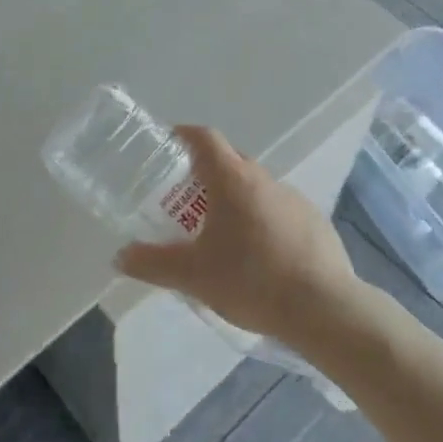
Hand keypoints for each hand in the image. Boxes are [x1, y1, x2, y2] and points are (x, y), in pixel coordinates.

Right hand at [116, 125, 358, 348]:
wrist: (323, 307)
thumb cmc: (250, 279)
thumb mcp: (192, 275)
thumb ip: (152, 264)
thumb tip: (120, 256)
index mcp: (233, 179)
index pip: (205, 138)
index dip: (184, 135)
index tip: (169, 142)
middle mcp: (264, 179)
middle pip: (230, 161)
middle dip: (207, 173)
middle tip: (187, 199)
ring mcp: (294, 198)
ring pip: (257, 188)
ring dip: (237, 200)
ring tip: (222, 234)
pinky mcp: (315, 222)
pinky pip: (280, 211)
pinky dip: (264, 222)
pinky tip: (259, 256)